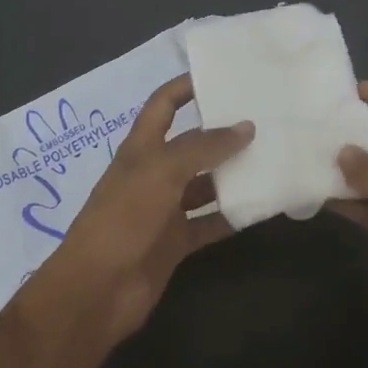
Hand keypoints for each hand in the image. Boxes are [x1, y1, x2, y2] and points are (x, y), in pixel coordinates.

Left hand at [33, 75, 250, 344]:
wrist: (95, 291)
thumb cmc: (123, 218)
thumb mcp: (162, 171)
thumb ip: (204, 147)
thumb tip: (246, 126)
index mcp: (142, 147)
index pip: (164, 104)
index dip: (186, 86)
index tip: (222, 75)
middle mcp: (154, 173)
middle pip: (191, 144)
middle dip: (222, 132)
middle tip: (264, 119)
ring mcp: (164, 209)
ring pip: (205, 184)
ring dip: (232, 174)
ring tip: (272, 159)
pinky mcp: (175, 242)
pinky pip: (210, 222)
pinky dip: (232, 216)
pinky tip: (261, 206)